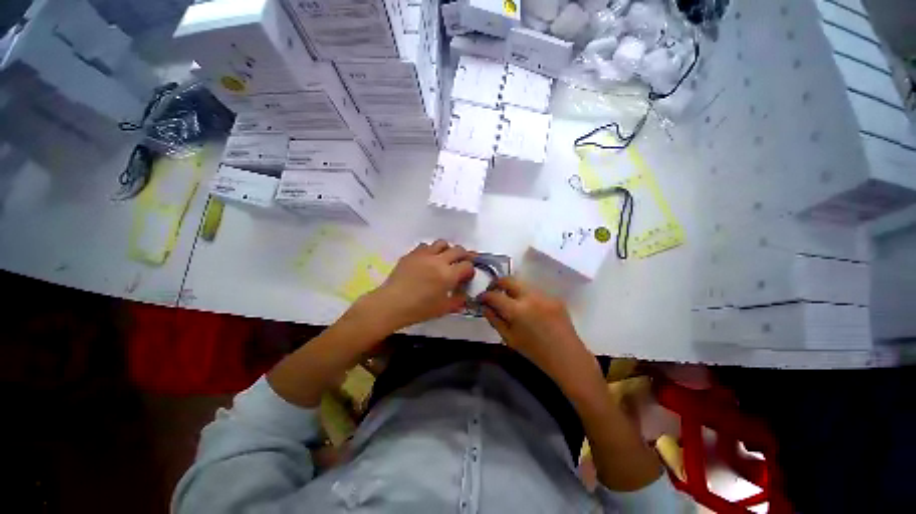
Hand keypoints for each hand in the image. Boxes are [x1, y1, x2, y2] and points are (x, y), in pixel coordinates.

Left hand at [360, 240, 473, 331]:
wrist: (391, 304)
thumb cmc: (419, 309)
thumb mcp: (443, 309)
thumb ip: (458, 301)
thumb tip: (465, 296)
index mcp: (448, 275)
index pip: (467, 265)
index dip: (470, 270)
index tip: (467, 276)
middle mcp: (439, 260)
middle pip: (458, 250)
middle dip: (463, 256)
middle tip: (461, 263)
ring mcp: (424, 255)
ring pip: (442, 243)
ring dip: (447, 250)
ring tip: (444, 258)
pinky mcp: (412, 254)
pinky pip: (425, 245)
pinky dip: (430, 250)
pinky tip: (427, 260)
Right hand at [480, 277, 597, 390]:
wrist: (567, 357)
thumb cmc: (535, 353)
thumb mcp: (509, 338)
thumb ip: (495, 320)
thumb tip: (485, 306)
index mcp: (517, 310)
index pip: (494, 295)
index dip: (484, 296)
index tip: (481, 299)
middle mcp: (530, 297)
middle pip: (508, 279)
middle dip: (497, 283)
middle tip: (492, 291)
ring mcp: (544, 295)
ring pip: (522, 284)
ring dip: (512, 289)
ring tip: (510, 300)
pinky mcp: (554, 297)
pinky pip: (535, 291)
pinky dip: (526, 296)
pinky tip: (529, 308)